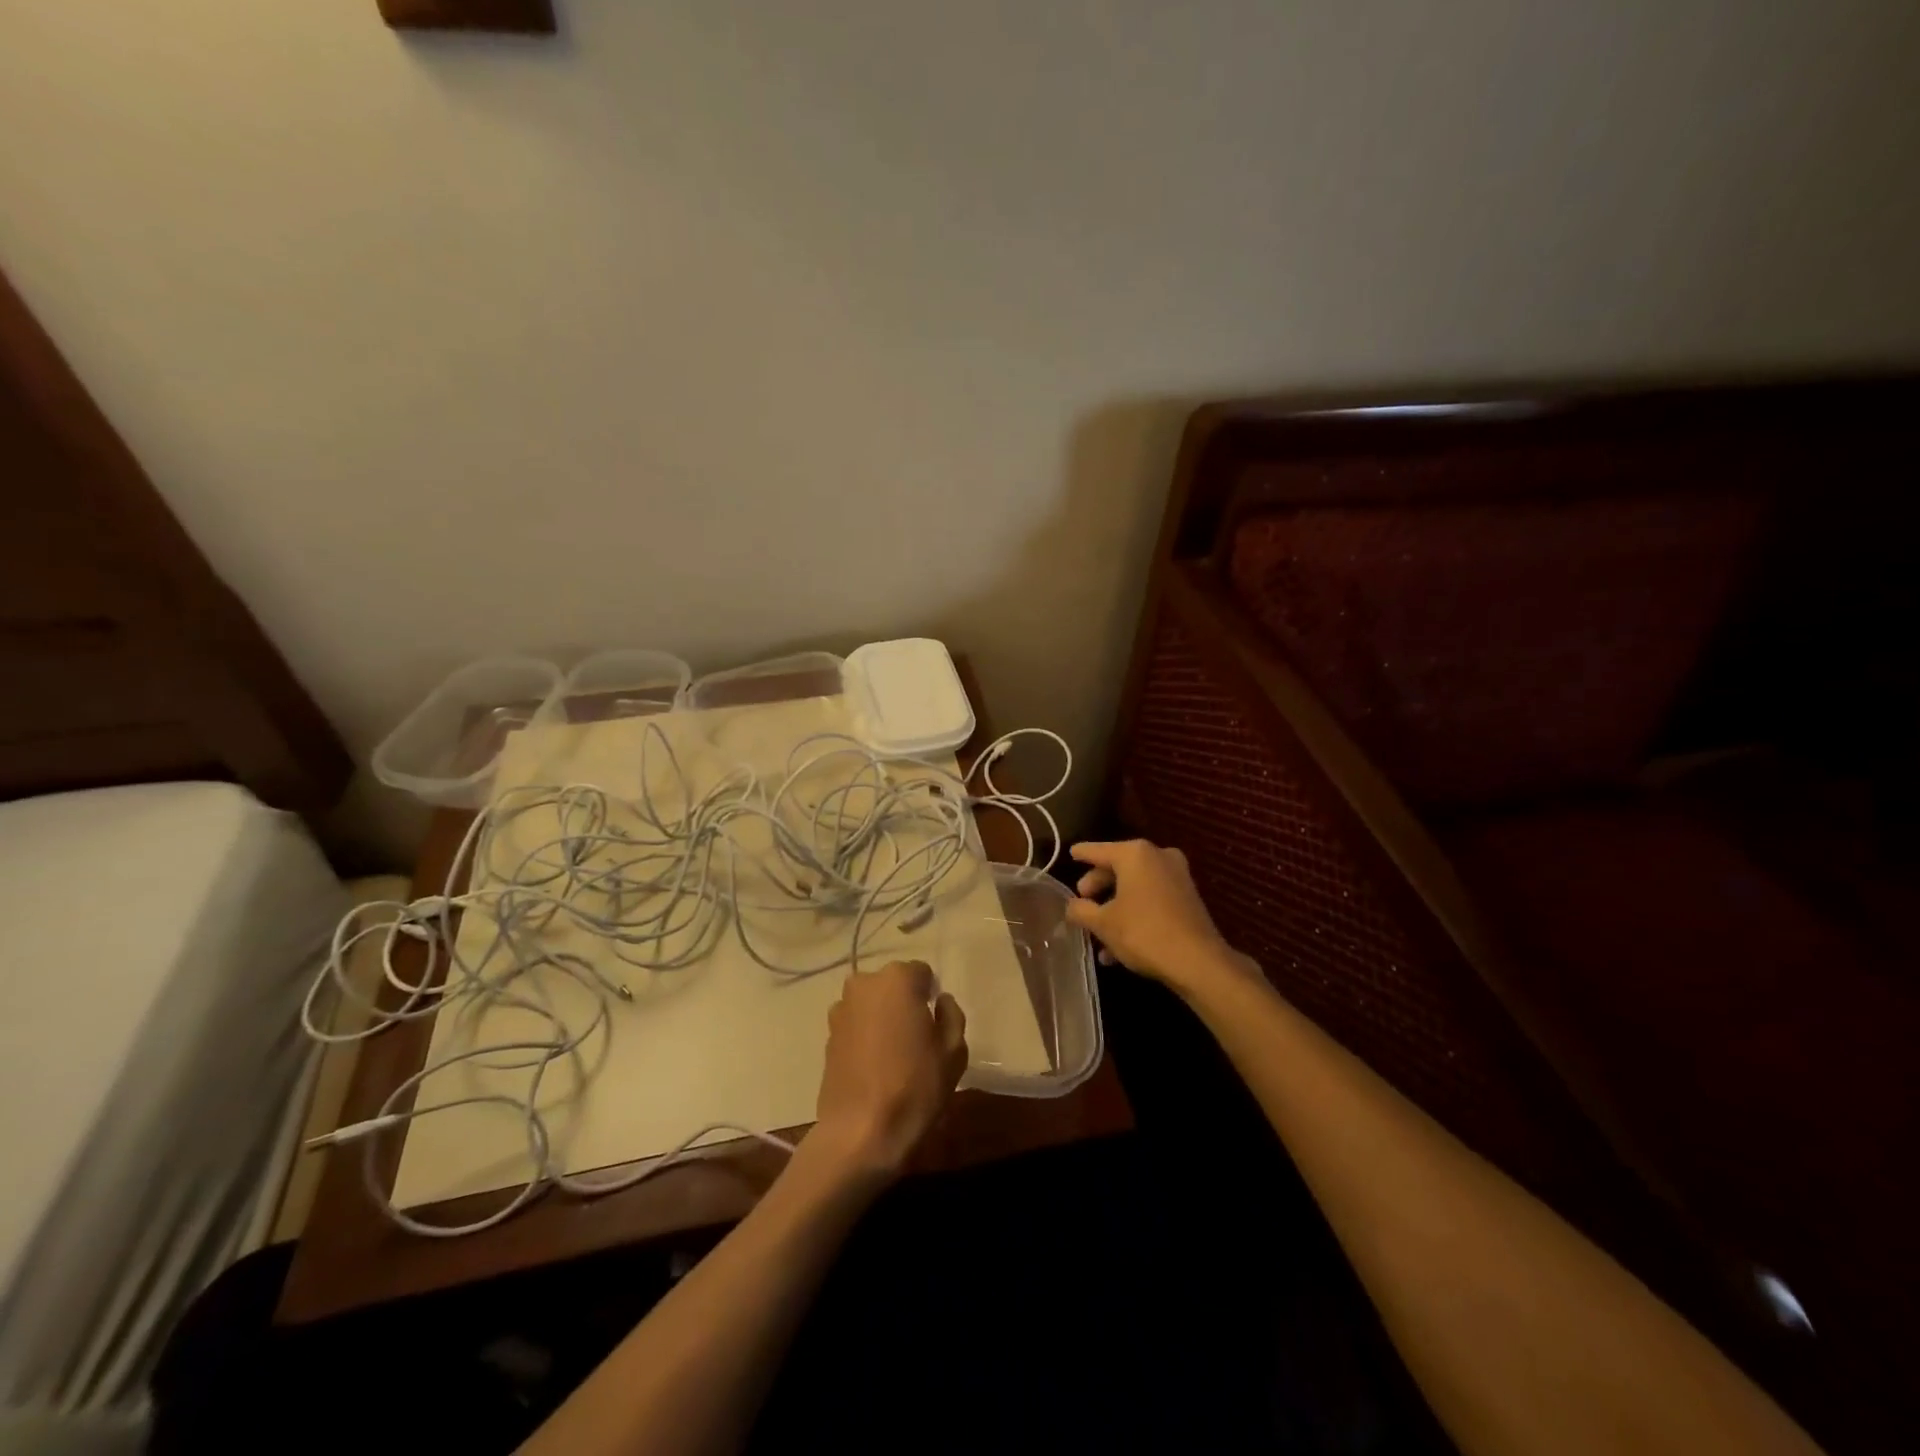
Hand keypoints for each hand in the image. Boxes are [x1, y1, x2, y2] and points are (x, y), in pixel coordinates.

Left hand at [811, 960, 966, 1182]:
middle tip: (916, 1038)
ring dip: (882, 1017)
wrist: (860, 1131)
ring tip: (893, 1054)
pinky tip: (874, 1066)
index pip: (922, 973)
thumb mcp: (954, 1050)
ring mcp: (841, 1009)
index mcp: (898, 979)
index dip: (931, 997)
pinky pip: (855, 1024)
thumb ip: (951, 1014)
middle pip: (893, 985)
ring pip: (872, 1004)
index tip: (935, 1024)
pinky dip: (865, 1035)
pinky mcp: (827, 1035)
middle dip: (905, 1003)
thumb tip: (941, 1001)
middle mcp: (865, 984)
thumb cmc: (915, 1086)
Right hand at [1066, 839, 1250, 993]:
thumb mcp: (1103, 923)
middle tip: (1082, 901)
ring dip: (1115, 908)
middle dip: (1098, 887)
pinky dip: (1134, 914)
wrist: (1197, 962)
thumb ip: (1081, 910)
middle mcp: (1158, 857)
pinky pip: (1151, 899)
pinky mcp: (1187, 897)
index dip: (1082, 853)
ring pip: (1135, 887)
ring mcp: (1177, 876)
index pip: (1098, 850)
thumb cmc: (1143, 933)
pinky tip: (1118, 948)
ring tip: (1097, 935)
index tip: (1070, 852)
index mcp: (1134, 854)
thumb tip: (1072, 906)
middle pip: (1118, 867)